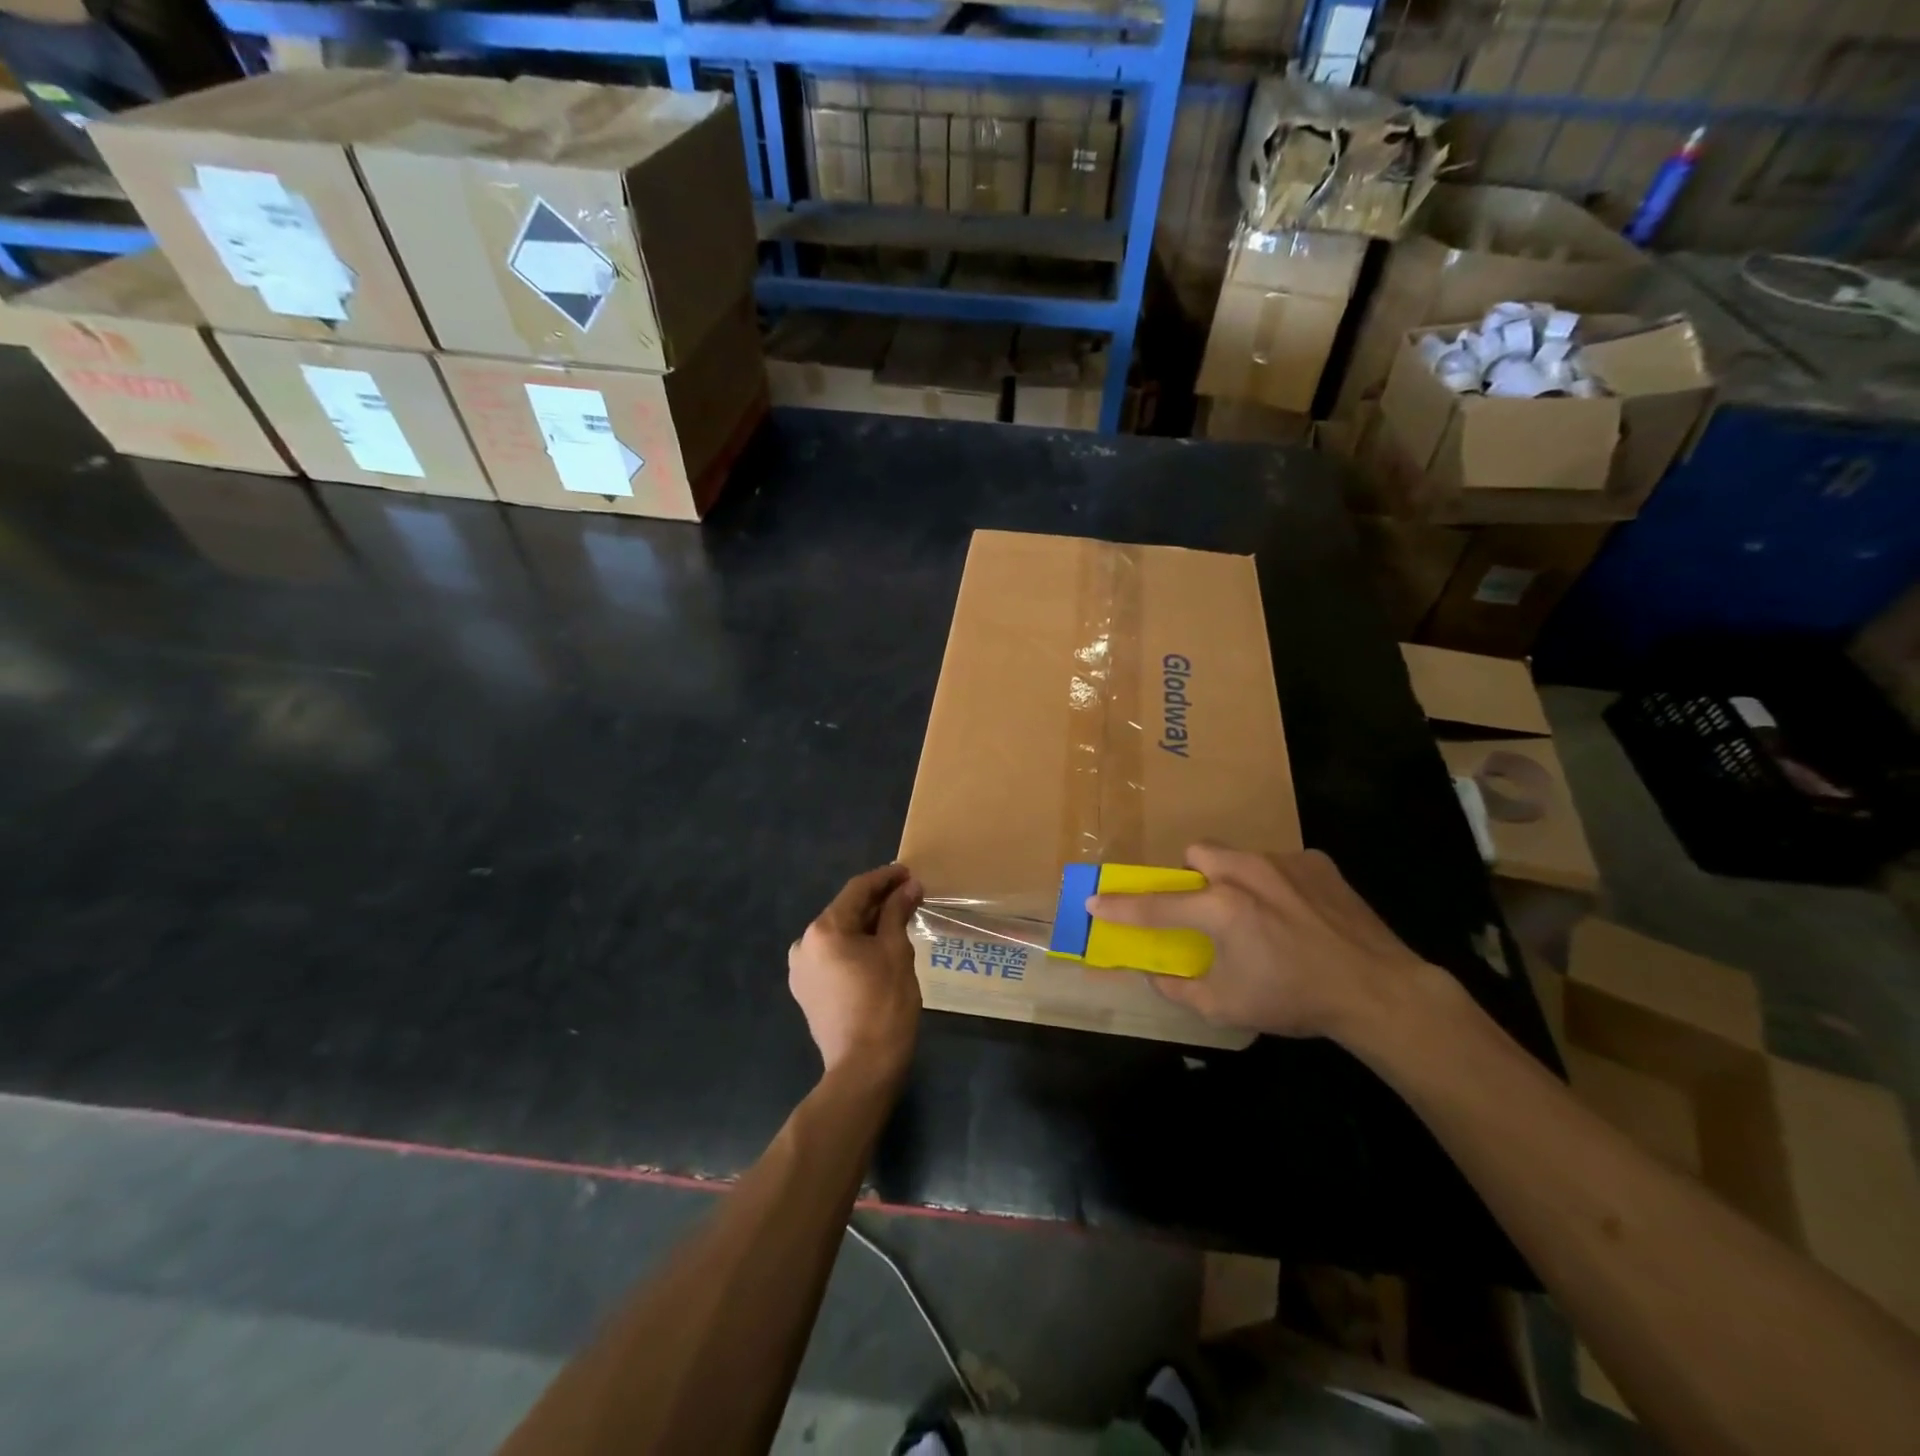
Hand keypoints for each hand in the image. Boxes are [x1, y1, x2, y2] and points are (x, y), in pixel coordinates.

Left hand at [789, 863, 923, 1076]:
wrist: (863, 1068)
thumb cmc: (884, 1004)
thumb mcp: (896, 951)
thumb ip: (897, 912)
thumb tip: (909, 886)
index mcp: (823, 930)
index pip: (857, 890)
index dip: (885, 878)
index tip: (907, 872)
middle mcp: (803, 944)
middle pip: (845, 911)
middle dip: (877, 902)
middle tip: (908, 894)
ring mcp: (801, 970)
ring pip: (839, 935)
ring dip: (866, 925)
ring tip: (897, 919)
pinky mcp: (806, 990)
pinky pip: (832, 957)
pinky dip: (854, 947)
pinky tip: (877, 948)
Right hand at [1087, 844, 1435, 1041]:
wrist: (1379, 991)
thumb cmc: (1296, 1000)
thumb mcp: (1228, 1007)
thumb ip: (1180, 989)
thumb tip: (1154, 975)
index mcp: (1221, 908)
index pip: (1156, 904)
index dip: (1120, 906)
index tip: (1095, 901)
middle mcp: (1247, 873)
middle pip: (1197, 853)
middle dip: (1191, 875)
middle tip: (1204, 907)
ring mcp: (1285, 862)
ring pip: (1239, 855)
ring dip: (1234, 878)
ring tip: (1258, 912)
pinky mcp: (1318, 863)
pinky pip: (1280, 863)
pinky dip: (1277, 883)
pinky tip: (1298, 913)